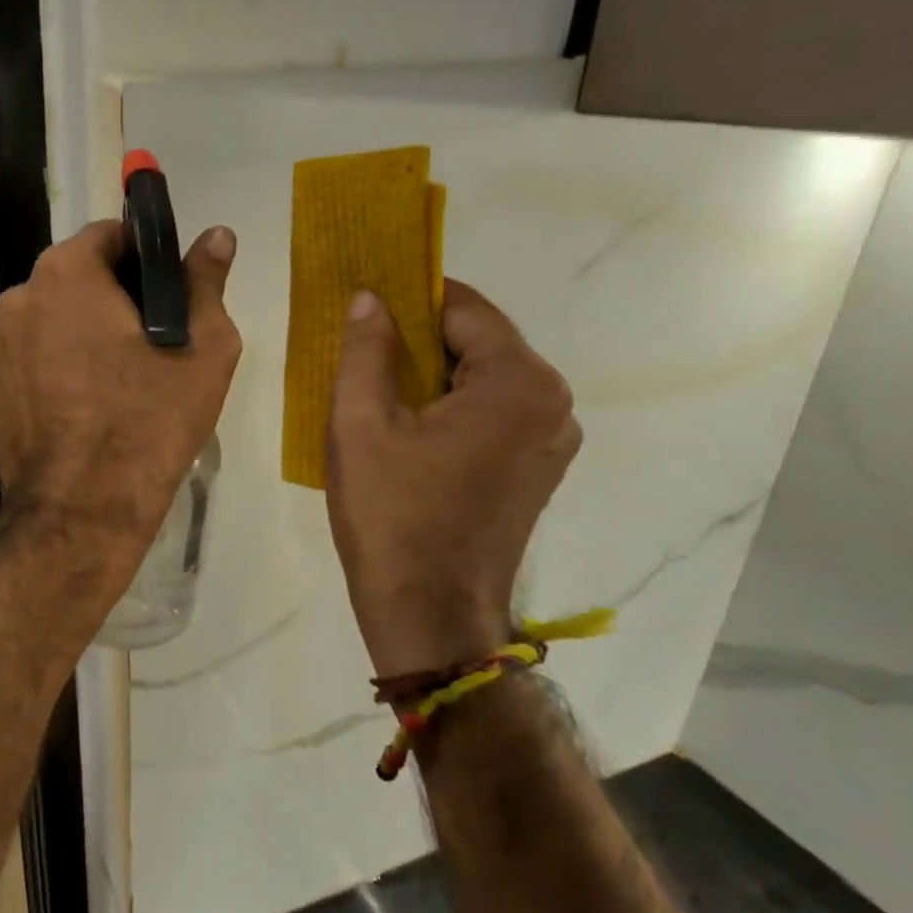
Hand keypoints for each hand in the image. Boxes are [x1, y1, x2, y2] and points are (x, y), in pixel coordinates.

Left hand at [0, 219, 241, 551]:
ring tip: (116, 384)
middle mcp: (18, 299)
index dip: (144, 259)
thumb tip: (217, 235)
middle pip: (75, 280)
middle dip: (111, 300)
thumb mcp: (203, 348)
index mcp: (66, 274)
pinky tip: (83, 411)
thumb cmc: (149, 420)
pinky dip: (55, 372)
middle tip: (150, 346)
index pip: (109, 236)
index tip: (167, 297)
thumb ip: (205, 281)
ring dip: (80, 336)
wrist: (83, 509)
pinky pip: (30, 364)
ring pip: (50, 323)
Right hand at [326, 279, 580, 679]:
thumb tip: (370, 298)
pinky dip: (451, 409)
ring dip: (433, 376)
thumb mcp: (360, 425)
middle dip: (419, 340)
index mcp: (519, 382)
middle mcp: (552, 402)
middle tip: (360, 349)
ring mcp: (551, 440)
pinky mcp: (537, 470)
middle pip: (478, 343)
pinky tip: (407, 429)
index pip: (464, 308)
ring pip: (483, 381)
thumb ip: (367, 351)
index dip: (410, 297)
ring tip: (376, 390)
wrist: (429, 614)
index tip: (365, 299)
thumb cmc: (392, 515)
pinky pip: (491, 415)